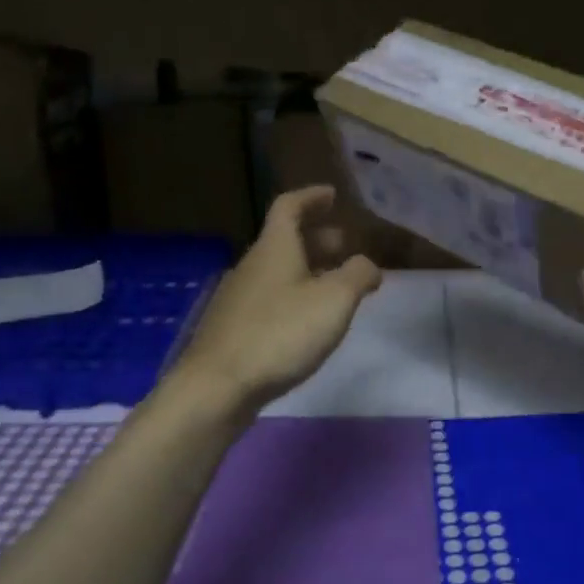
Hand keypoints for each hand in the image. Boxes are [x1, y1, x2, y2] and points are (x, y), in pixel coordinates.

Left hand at [169, 186, 382, 412]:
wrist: (216, 388)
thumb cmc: (280, 334)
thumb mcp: (335, 300)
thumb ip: (358, 275)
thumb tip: (368, 265)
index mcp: (274, 248)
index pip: (289, 206)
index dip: (311, 197)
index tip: (332, 195)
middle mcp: (252, 265)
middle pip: (284, 240)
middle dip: (316, 238)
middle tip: (344, 245)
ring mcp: (238, 298)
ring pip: (277, 271)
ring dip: (307, 269)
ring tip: (334, 286)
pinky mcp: (232, 329)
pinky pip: (269, 298)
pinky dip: (293, 296)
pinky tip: (306, 322)